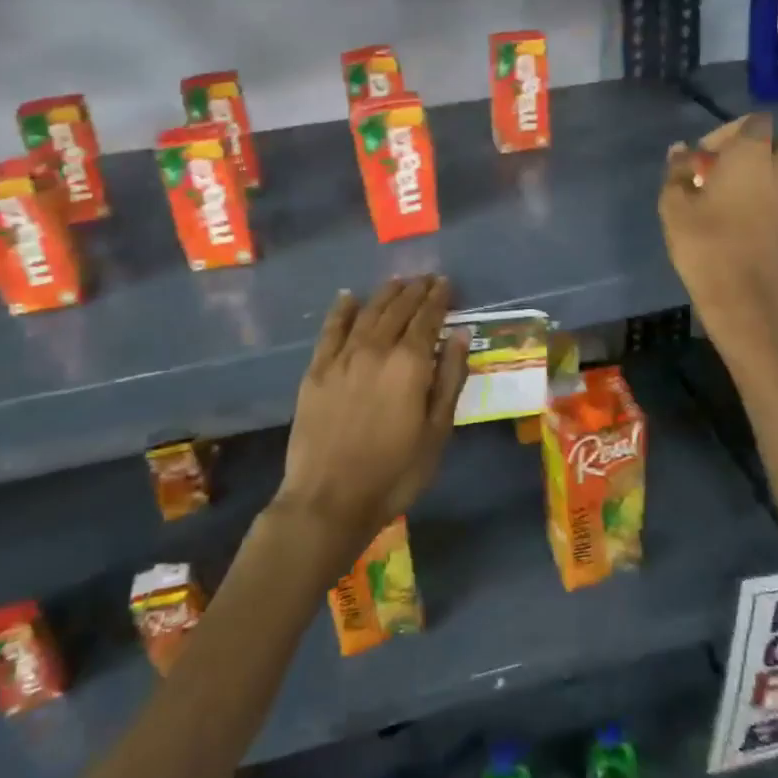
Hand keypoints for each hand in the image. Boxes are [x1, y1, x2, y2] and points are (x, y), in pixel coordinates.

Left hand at [275, 275, 469, 555]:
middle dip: (414, 291)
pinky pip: (331, 329)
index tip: (445, 283)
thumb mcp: (437, 432)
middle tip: (426, 279)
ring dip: (385, 294)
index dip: (438, 299)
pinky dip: (342, 310)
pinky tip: (349, 297)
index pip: (427, 319)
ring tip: (398, 282)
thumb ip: (449, 379)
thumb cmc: (395, 472)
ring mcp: (342, 358)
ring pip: (367, 313)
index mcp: (409, 364)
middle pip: (398, 309)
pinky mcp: (316, 370)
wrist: (329, 499)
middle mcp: (375, 349)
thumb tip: (461, 335)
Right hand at [658, 115, 777, 366]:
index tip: (703, 154)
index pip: (754, 122)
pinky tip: (736, 217)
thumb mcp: (675, 206)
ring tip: (725, 195)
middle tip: (720, 170)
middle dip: (752, 150)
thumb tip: (681, 151)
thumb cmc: (705, 244)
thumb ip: (678, 173)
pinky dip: (764, 197)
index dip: (728, 131)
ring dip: (759, 174)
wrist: (745, 298)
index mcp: (751, 155)